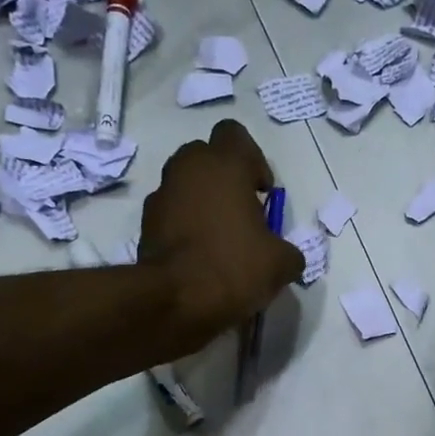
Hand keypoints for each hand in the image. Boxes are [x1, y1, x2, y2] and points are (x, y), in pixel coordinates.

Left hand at [140, 120, 302, 347]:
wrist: (175, 300)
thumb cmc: (234, 267)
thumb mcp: (281, 264)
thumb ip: (289, 251)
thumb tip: (287, 257)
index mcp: (224, 165)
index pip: (235, 134)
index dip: (253, 160)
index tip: (262, 193)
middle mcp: (187, 169)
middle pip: (206, 156)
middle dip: (224, 179)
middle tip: (243, 213)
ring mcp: (162, 196)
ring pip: (186, 186)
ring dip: (203, 203)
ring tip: (222, 239)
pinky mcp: (145, 225)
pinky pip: (172, 215)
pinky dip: (185, 228)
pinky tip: (201, 258)